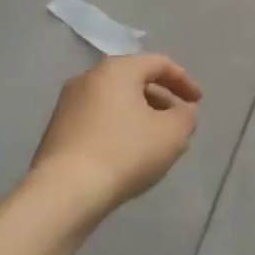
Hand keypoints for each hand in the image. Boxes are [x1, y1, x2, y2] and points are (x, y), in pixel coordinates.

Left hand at [31, 54, 201, 212]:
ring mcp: (67, 103)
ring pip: (114, 100)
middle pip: (134, 79)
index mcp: (117, 69)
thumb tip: (182, 111)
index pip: (159, 63)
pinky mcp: (57, 129)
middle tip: (177, 121)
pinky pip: (97, 118)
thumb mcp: (173, 133)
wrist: (66, 190)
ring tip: (155, 139)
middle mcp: (88, 77)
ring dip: (139, 113)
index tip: (198, 102)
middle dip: (161, 98)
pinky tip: (127, 153)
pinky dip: (118, 127)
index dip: (184, 81)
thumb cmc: (126, 152)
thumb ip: (186, 116)